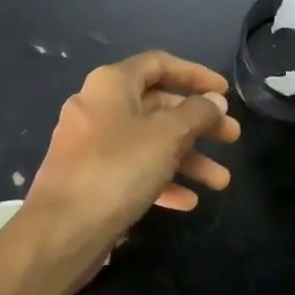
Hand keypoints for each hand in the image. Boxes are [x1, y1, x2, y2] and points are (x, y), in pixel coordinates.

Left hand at [0, 52, 237, 294]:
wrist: (62, 230)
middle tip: (232, 139)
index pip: (159, 64)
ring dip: (187, 158)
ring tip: (221, 182)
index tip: (225, 93)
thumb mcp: (167, 136)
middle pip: (158, 105)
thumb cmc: (117, 169)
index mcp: (111, 84)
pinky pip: (133, 169)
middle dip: (198, 123)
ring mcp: (92, 144)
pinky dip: (162, 180)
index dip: (195, 75)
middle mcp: (99, 106)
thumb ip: (196, 114)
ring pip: (149, 142)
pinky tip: (188, 201)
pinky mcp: (91, 177)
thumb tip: (214, 101)